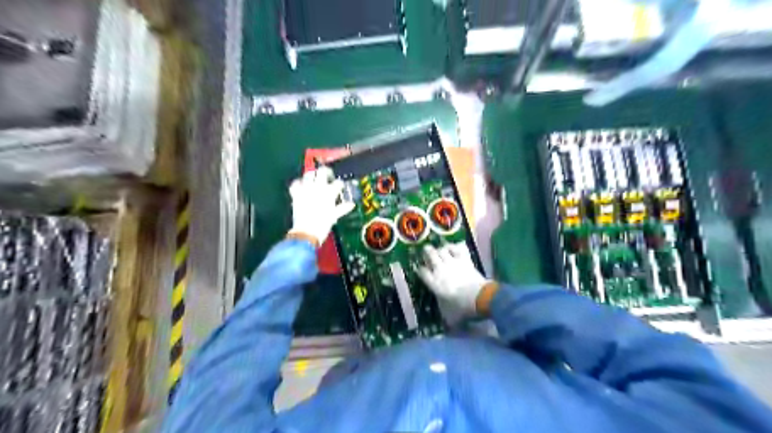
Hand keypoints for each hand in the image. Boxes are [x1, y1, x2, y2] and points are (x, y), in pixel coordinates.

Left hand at [288, 165, 353, 246]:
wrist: (306, 232)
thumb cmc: (323, 225)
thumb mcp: (335, 216)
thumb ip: (343, 208)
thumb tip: (351, 204)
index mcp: (329, 193)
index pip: (338, 183)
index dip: (340, 184)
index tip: (340, 186)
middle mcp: (318, 187)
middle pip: (322, 172)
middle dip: (326, 172)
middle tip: (328, 175)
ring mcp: (306, 189)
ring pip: (308, 174)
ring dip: (312, 175)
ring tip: (314, 178)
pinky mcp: (296, 194)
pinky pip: (295, 184)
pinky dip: (298, 183)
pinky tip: (301, 185)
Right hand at [420, 242, 490, 321]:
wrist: (480, 297)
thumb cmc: (462, 308)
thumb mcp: (450, 316)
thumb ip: (445, 317)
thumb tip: (447, 326)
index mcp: (434, 283)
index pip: (422, 272)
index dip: (420, 269)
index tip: (419, 268)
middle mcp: (440, 270)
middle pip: (430, 255)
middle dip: (427, 252)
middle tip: (426, 251)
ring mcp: (452, 263)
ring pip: (442, 250)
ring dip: (440, 249)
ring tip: (439, 249)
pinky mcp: (464, 259)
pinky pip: (457, 248)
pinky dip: (454, 246)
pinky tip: (452, 247)